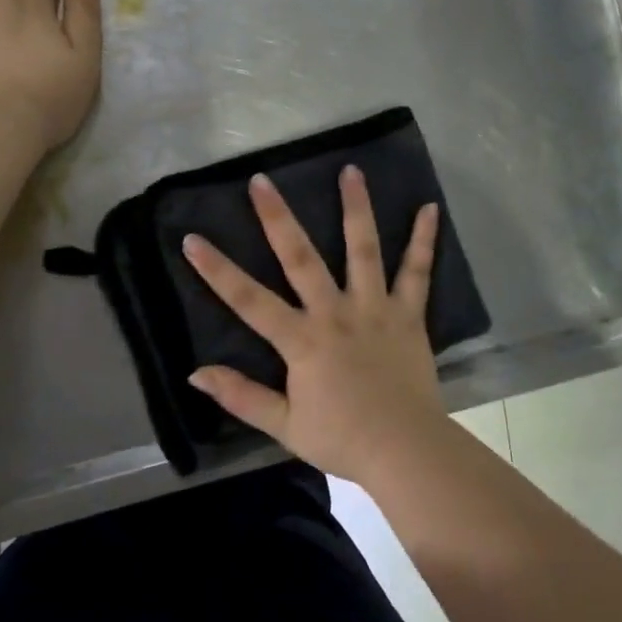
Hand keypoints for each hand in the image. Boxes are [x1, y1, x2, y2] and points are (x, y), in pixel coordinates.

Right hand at [181, 167, 448, 484]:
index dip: (217, 270)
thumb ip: (240, 396)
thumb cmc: (343, 439)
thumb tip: (195, 373)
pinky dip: (424, 240)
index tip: (192, 239)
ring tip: (350, 170)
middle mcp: (335, 312)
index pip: (249, 299)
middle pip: (300, 258)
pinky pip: (416, 272)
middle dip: (277, 217)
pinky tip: (429, 208)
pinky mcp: (408, 314)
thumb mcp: (283, 426)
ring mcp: (374, 308)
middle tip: (261, 180)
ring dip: (355, 208)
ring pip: (362, 250)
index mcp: (301, 340)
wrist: (406, 450)